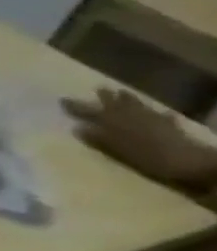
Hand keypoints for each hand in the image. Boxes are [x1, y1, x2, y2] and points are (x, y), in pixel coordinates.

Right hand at [63, 87, 216, 190]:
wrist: (187, 162)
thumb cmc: (144, 157)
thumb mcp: (114, 150)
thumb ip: (97, 139)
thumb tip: (78, 128)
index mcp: (113, 122)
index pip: (89, 112)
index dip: (75, 106)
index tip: (62, 99)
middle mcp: (132, 117)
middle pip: (116, 104)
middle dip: (107, 97)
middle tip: (100, 88)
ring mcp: (153, 119)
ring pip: (138, 106)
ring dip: (129, 100)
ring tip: (123, 92)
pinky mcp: (169, 126)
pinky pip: (160, 115)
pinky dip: (156, 113)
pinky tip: (158, 112)